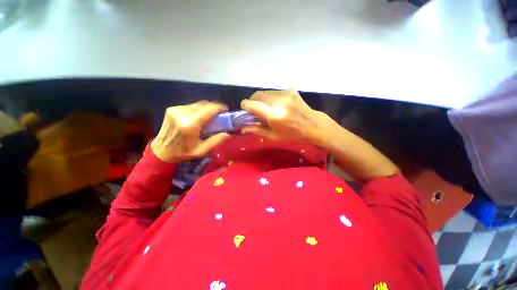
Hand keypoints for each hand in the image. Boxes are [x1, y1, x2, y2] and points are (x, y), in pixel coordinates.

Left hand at [150, 101, 230, 162]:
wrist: (161, 151)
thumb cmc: (183, 152)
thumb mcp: (202, 150)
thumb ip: (216, 141)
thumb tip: (230, 133)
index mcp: (190, 125)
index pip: (209, 109)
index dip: (219, 107)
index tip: (226, 110)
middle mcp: (182, 113)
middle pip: (204, 104)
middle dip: (213, 108)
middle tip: (219, 115)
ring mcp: (176, 109)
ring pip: (197, 104)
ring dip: (205, 109)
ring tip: (209, 117)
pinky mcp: (172, 109)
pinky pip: (190, 106)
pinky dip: (197, 110)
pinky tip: (197, 118)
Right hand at [241, 90, 397, 179]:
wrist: (313, 125)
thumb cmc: (292, 134)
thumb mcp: (274, 136)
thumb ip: (257, 130)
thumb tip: (242, 128)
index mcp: (274, 115)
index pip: (251, 104)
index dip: (245, 106)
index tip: (245, 110)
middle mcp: (279, 101)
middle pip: (256, 95)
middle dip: (252, 102)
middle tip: (256, 111)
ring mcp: (285, 93)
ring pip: (265, 92)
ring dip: (261, 99)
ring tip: (266, 108)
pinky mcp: (290, 90)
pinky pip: (274, 91)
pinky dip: (270, 97)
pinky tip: (276, 105)